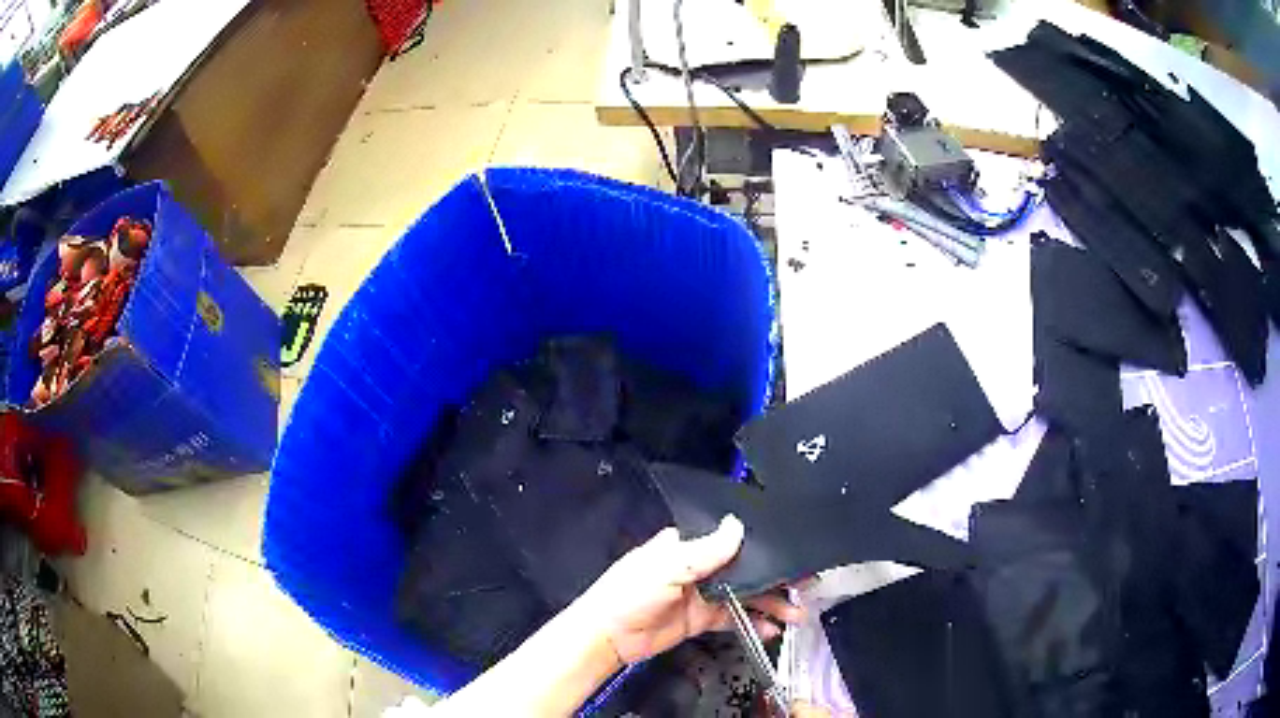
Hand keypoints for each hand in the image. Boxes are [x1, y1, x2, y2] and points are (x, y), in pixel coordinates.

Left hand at [574, 515, 804, 664]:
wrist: (608, 636)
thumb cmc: (629, 593)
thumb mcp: (666, 568)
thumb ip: (704, 551)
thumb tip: (738, 525)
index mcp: (688, 546)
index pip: (731, 539)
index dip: (763, 544)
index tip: (793, 550)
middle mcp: (700, 567)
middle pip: (746, 569)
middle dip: (775, 578)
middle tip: (806, 585)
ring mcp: (703, 594)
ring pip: (746, 595)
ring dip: (771, 603)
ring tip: (796, 613)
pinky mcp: (702, 619)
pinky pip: (734, 618)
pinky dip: (754, 623)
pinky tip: (772, 629)